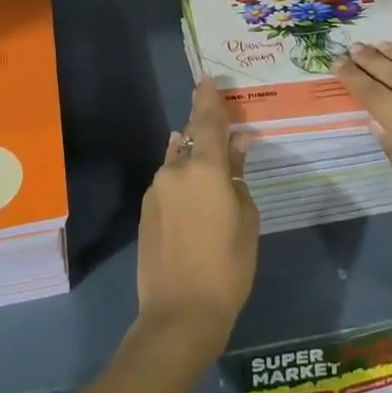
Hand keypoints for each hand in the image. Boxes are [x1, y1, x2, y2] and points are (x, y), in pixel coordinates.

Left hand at [135, 77, 259, 354]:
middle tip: (221, 133)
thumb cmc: (228, 266)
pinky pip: (168, 184)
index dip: (208, 98)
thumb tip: (236, 147)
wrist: (179, 314)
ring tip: (210, 167)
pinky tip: (194, 198)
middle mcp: (175, 170)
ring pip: (177, 162)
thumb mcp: (245, 218)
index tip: (206, 79)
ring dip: (192, 159)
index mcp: (204, 167)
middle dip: (203, 132)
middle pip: (189, 139)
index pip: (206, 120)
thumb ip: (238, 176)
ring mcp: (156, 190)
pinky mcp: (146, 212)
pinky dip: (182, 182)